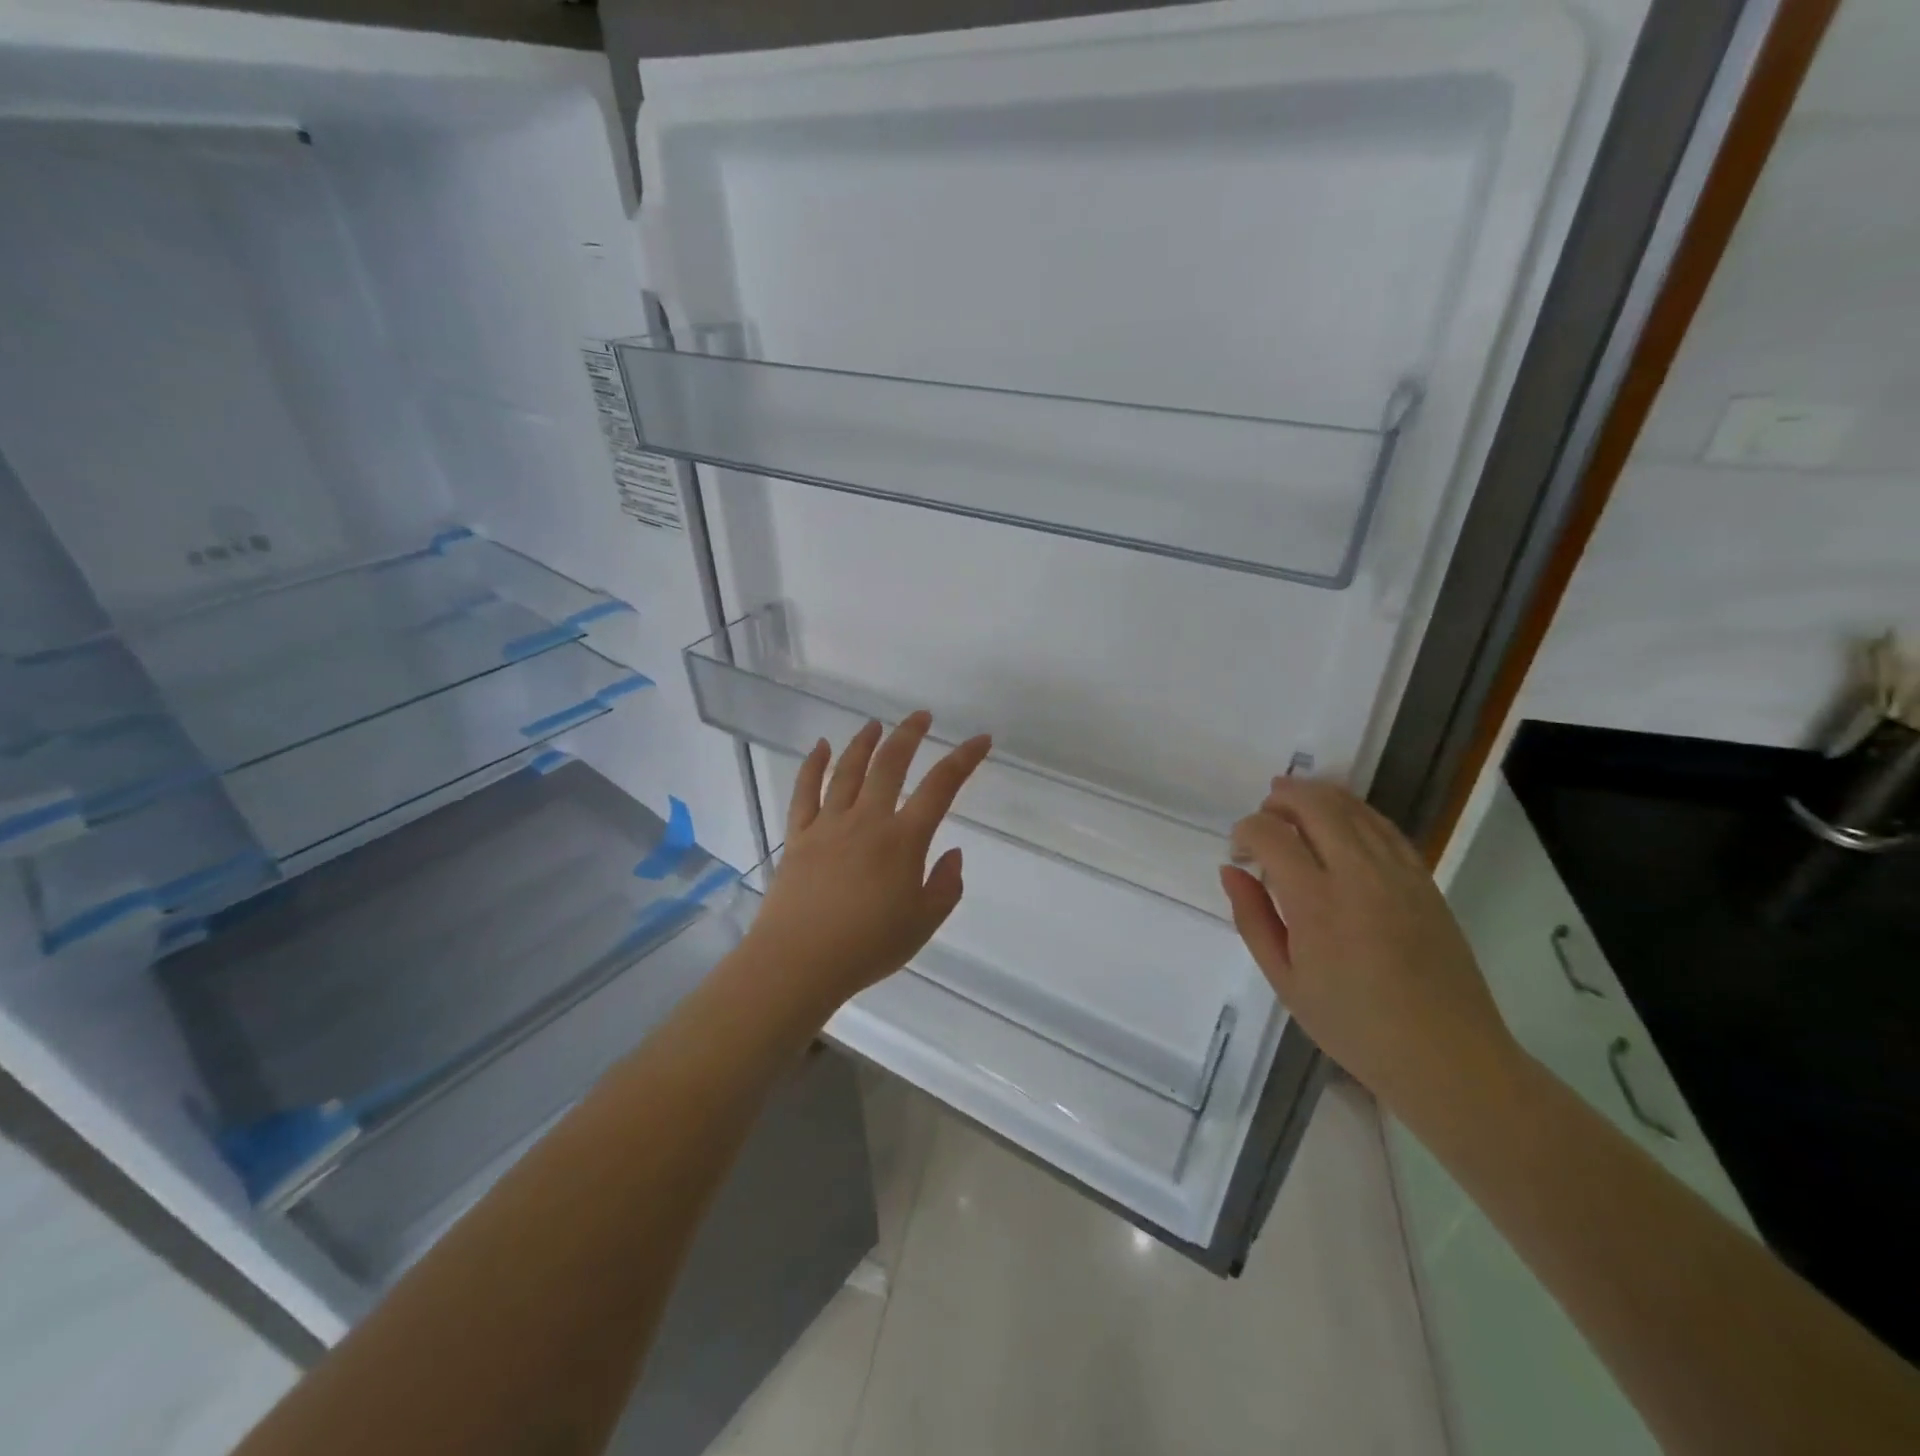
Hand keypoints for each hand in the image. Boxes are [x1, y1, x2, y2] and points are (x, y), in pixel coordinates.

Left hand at [742, 712, 991, 1014]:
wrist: (799, 961)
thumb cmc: (867, 947)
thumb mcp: (923, 925)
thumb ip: (946, 886)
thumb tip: (954, 853)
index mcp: (903, 840)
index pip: (941, 787)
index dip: (964, 759)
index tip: (980, 740)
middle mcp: (867, 820)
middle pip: (890, 764)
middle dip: (909, 734)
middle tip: (921, 716)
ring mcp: (829, 824)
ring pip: (848, 770)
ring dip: (864, 742)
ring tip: (875, 724)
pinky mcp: (799, 835)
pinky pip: (805, 790)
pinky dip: (814, 764)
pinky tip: (822, 747)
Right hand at [1218, 778, 1520, 1116]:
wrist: (1445, 1055)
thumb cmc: (1353, 1025)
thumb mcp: (1285, 980)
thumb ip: (1252, 918)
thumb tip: (1231, 871)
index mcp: (1316, 903)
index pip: (1271, 835)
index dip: (1246, 831)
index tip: (1239, 851)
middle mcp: (1358, 875)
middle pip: (1315, 806)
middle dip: (1281, 798)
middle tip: (1264, 811)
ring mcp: (1397, 873)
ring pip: (1353, 808)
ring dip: (1317, 795)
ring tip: (1292, 800)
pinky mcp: (1424, 879)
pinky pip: (1385, 827)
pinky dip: (1355, 812)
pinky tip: (1339, 819)